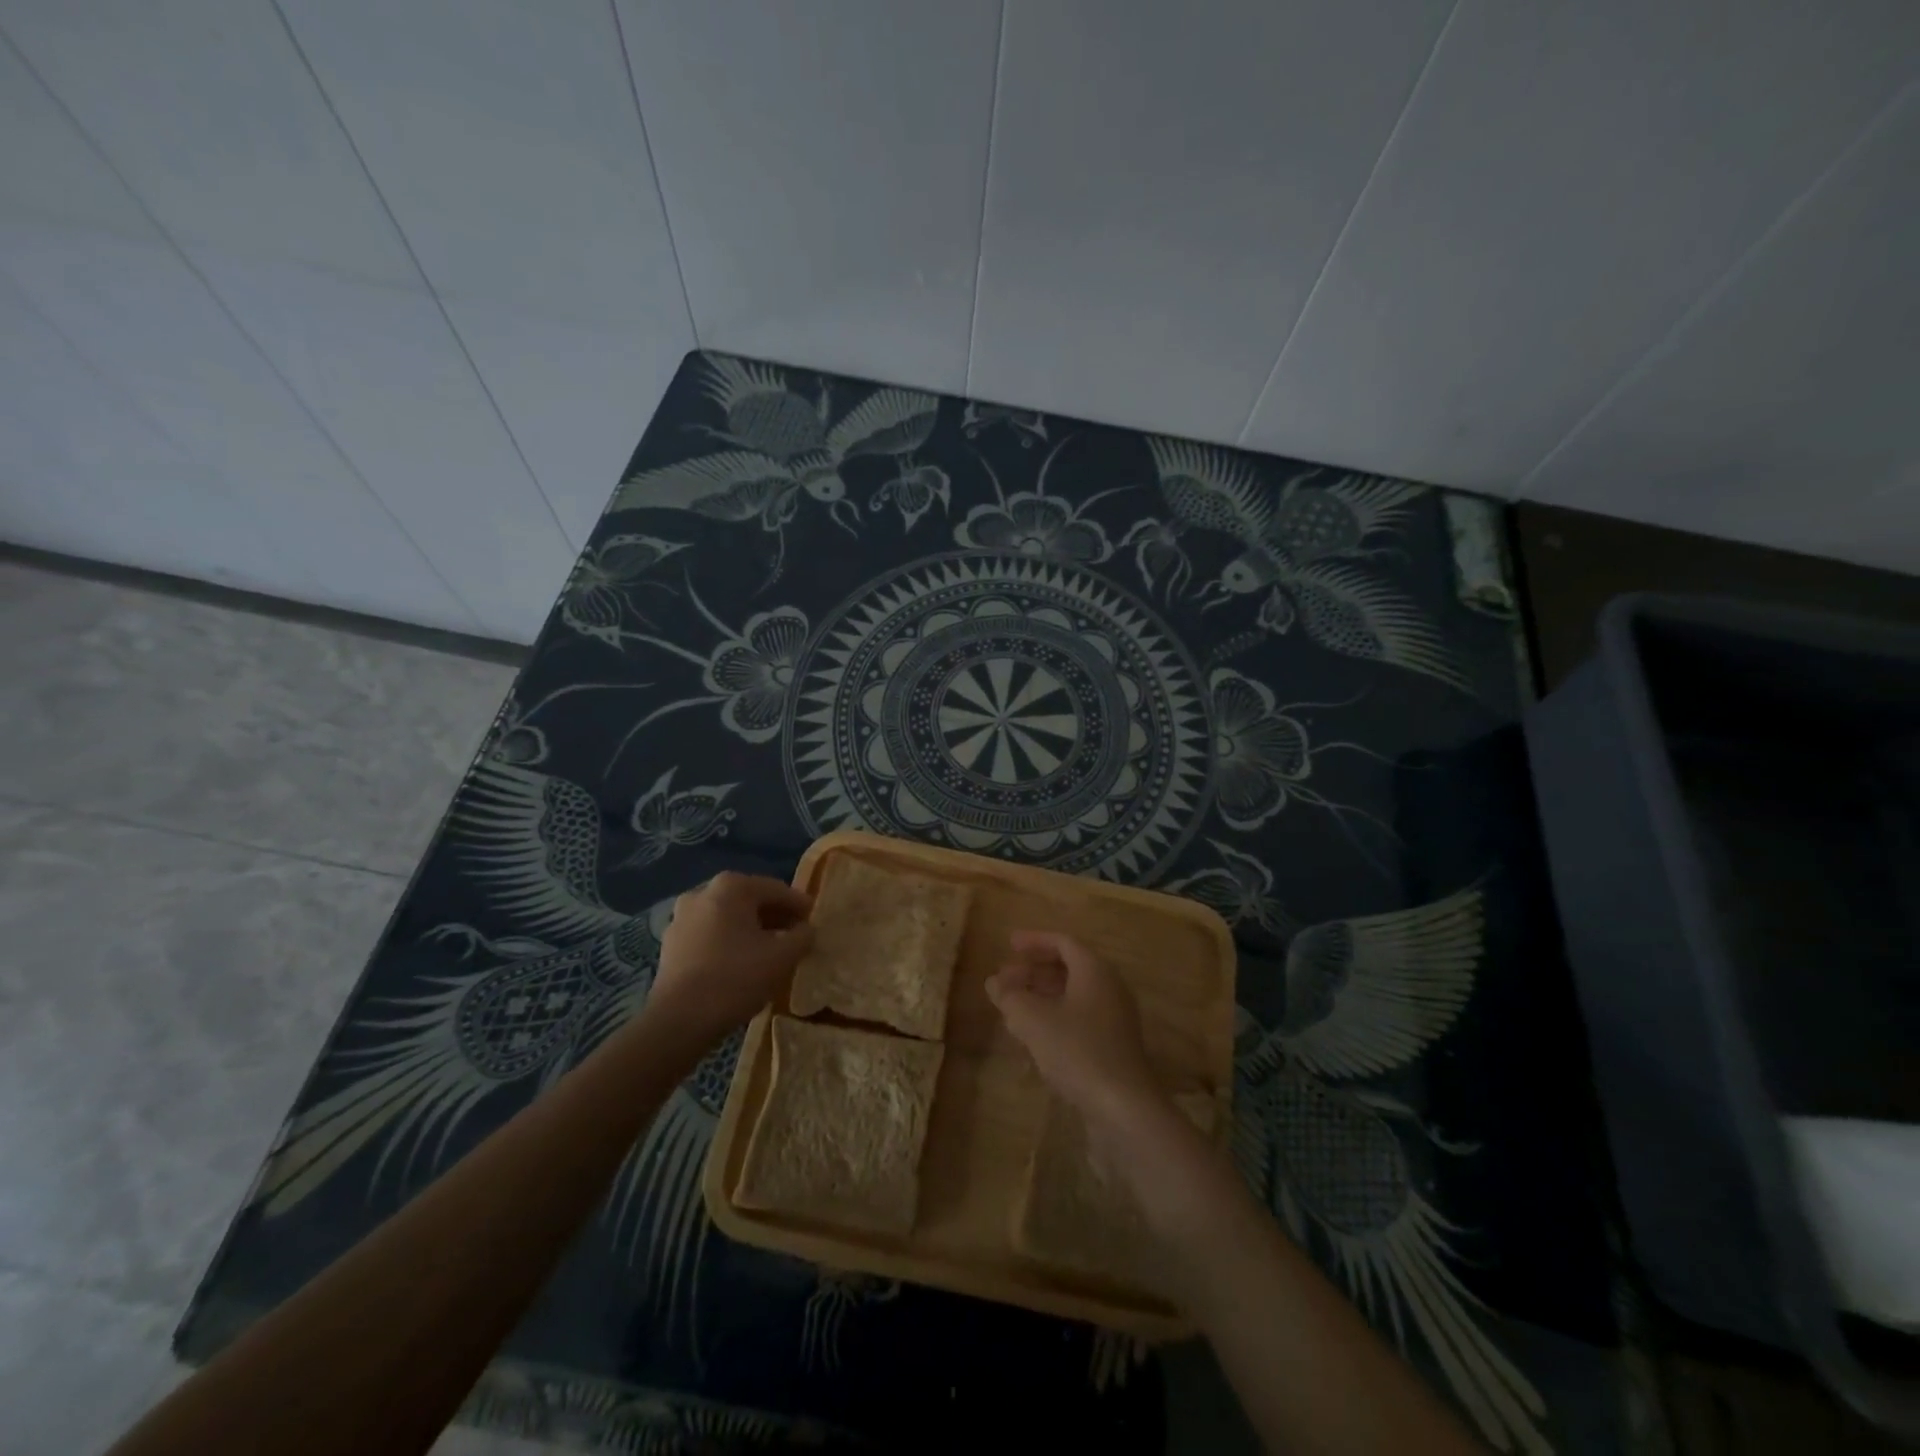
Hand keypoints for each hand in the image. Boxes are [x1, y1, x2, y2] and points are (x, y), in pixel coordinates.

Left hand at [649, 872, 812, 1047]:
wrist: (679, 1021)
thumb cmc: (736, 978)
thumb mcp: (783, 957)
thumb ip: (803, 936)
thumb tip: (806, 930)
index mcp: (731, 886)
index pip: (777, 890)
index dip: (800, 906)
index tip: (815, 922)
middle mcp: (702, 892)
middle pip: (750, 901)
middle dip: (775, 918)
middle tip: (795, 937)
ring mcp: (681, 918)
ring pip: (728, 919)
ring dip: (751, 931)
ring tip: (770, 953)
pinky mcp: (670, 944)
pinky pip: (710, 935)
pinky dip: (729, 943)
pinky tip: (741, 965)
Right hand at [986, 931, 1159, 1129]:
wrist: (1124, 1107)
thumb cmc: (1077, 1050)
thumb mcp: (1033, 1020)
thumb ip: (1010, 996)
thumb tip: (994, 982)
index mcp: (1095, 971)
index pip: (1063, 942)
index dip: (1034, 940)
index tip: (1009, 944)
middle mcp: (1109, 988)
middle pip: (1069, 968)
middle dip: (1033, 971)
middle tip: (1005, 979)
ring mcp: (1115, 1018)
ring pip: (1073, 996)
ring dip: (1041, 997)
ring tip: (1012, 1008)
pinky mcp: (1114, 1046)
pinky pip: (1080, 1018)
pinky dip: (1054, 1017)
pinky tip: (1033, 1038)